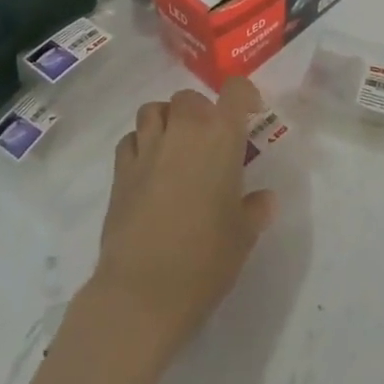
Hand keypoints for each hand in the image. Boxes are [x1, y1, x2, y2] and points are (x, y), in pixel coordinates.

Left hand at [3, 79, 276, 383]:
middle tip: (211, 139)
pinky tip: (149, 168)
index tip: (251, 112)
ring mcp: (146, 148)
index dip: (244, 94)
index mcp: (219, 138)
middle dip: (201, 110)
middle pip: (189, 97)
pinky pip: (130, 139)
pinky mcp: (120, 171)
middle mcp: (182, 131)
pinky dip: (141, 143)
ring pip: (153, 110)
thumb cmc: (205, 259)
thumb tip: (263, 199)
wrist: (142, 291)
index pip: (233, 92)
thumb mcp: (243, 236)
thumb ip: (255, 209)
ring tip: (176, 146)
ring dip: (167, 119)